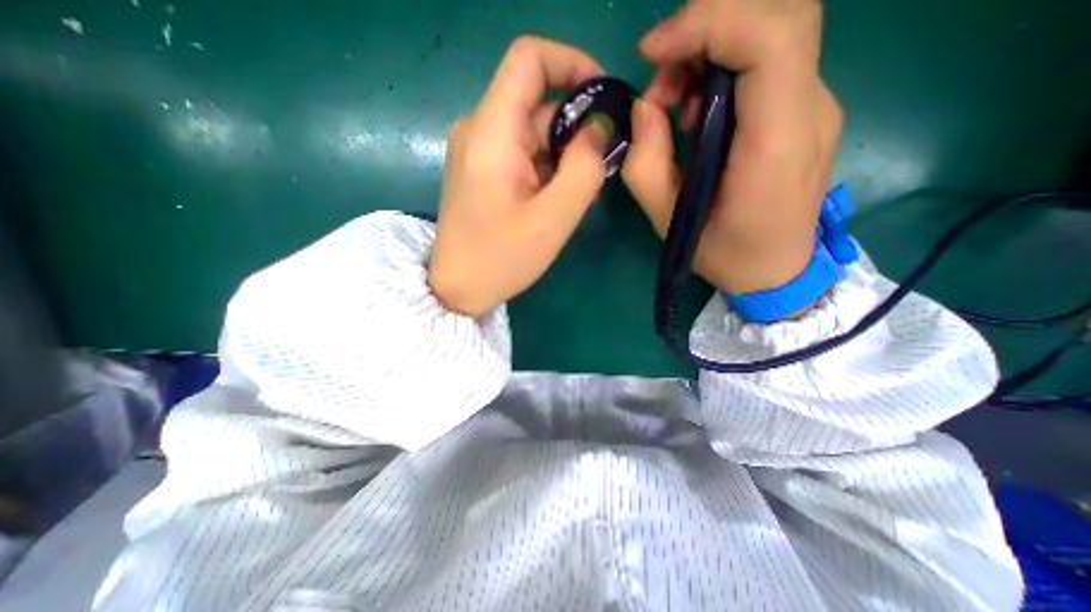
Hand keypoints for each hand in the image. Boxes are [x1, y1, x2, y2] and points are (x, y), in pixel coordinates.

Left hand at [427, 35, 612, 317]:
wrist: (457, 287)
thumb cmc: (502, 258)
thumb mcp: (555, 217)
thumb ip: (585, 167)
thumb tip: (598, 129)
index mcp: (492, 131)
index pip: (529, 59)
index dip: (572, 64)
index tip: (603, 99)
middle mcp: (479, 129)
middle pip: (536, 103)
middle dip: (576, 128)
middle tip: (601, 168)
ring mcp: (477, 150)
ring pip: (532, 132)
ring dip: (563, 154)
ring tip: (579, 193)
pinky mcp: (481, 170)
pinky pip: (521, 153)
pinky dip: (547, 167)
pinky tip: (557, 198)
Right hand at [621, 0, 842, 294]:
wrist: (776, 272)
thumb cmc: (722, 253)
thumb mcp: (668, 219)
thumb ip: (647, 163)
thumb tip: (643, 108)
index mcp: (775, 143)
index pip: (770, 39)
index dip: (709, 24)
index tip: (653, 52)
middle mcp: (809, 111)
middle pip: (780, 16)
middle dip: (708, 26)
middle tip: (661, 73)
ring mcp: (815, 108)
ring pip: (775, 33)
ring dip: (713, 47)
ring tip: (673, 99)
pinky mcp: (805, 113)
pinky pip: (771, 63)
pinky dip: (726, 66)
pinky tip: (697, 109)